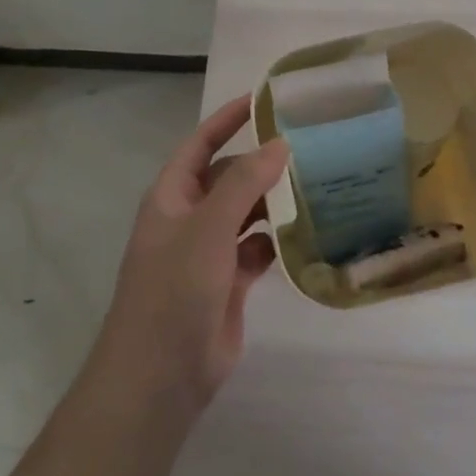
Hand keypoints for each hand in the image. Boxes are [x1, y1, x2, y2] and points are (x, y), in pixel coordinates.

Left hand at [87, 96, 287, 420]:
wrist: (160, 376)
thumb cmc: (174, 289)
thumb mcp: (208, 227)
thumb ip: (245, 183)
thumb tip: (280, 144)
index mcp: (172, 196)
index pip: (201, 144)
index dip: (228, 119)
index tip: (264, 99)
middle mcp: (189, 217)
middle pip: (228, 177)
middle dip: (261, 163)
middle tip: (308, 146)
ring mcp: (208, 252)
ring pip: (246, 213)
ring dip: (273, 202)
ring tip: (316, 184)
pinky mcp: (228, 282)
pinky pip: (257, 249)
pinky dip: (277, 240)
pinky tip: (307, 233)